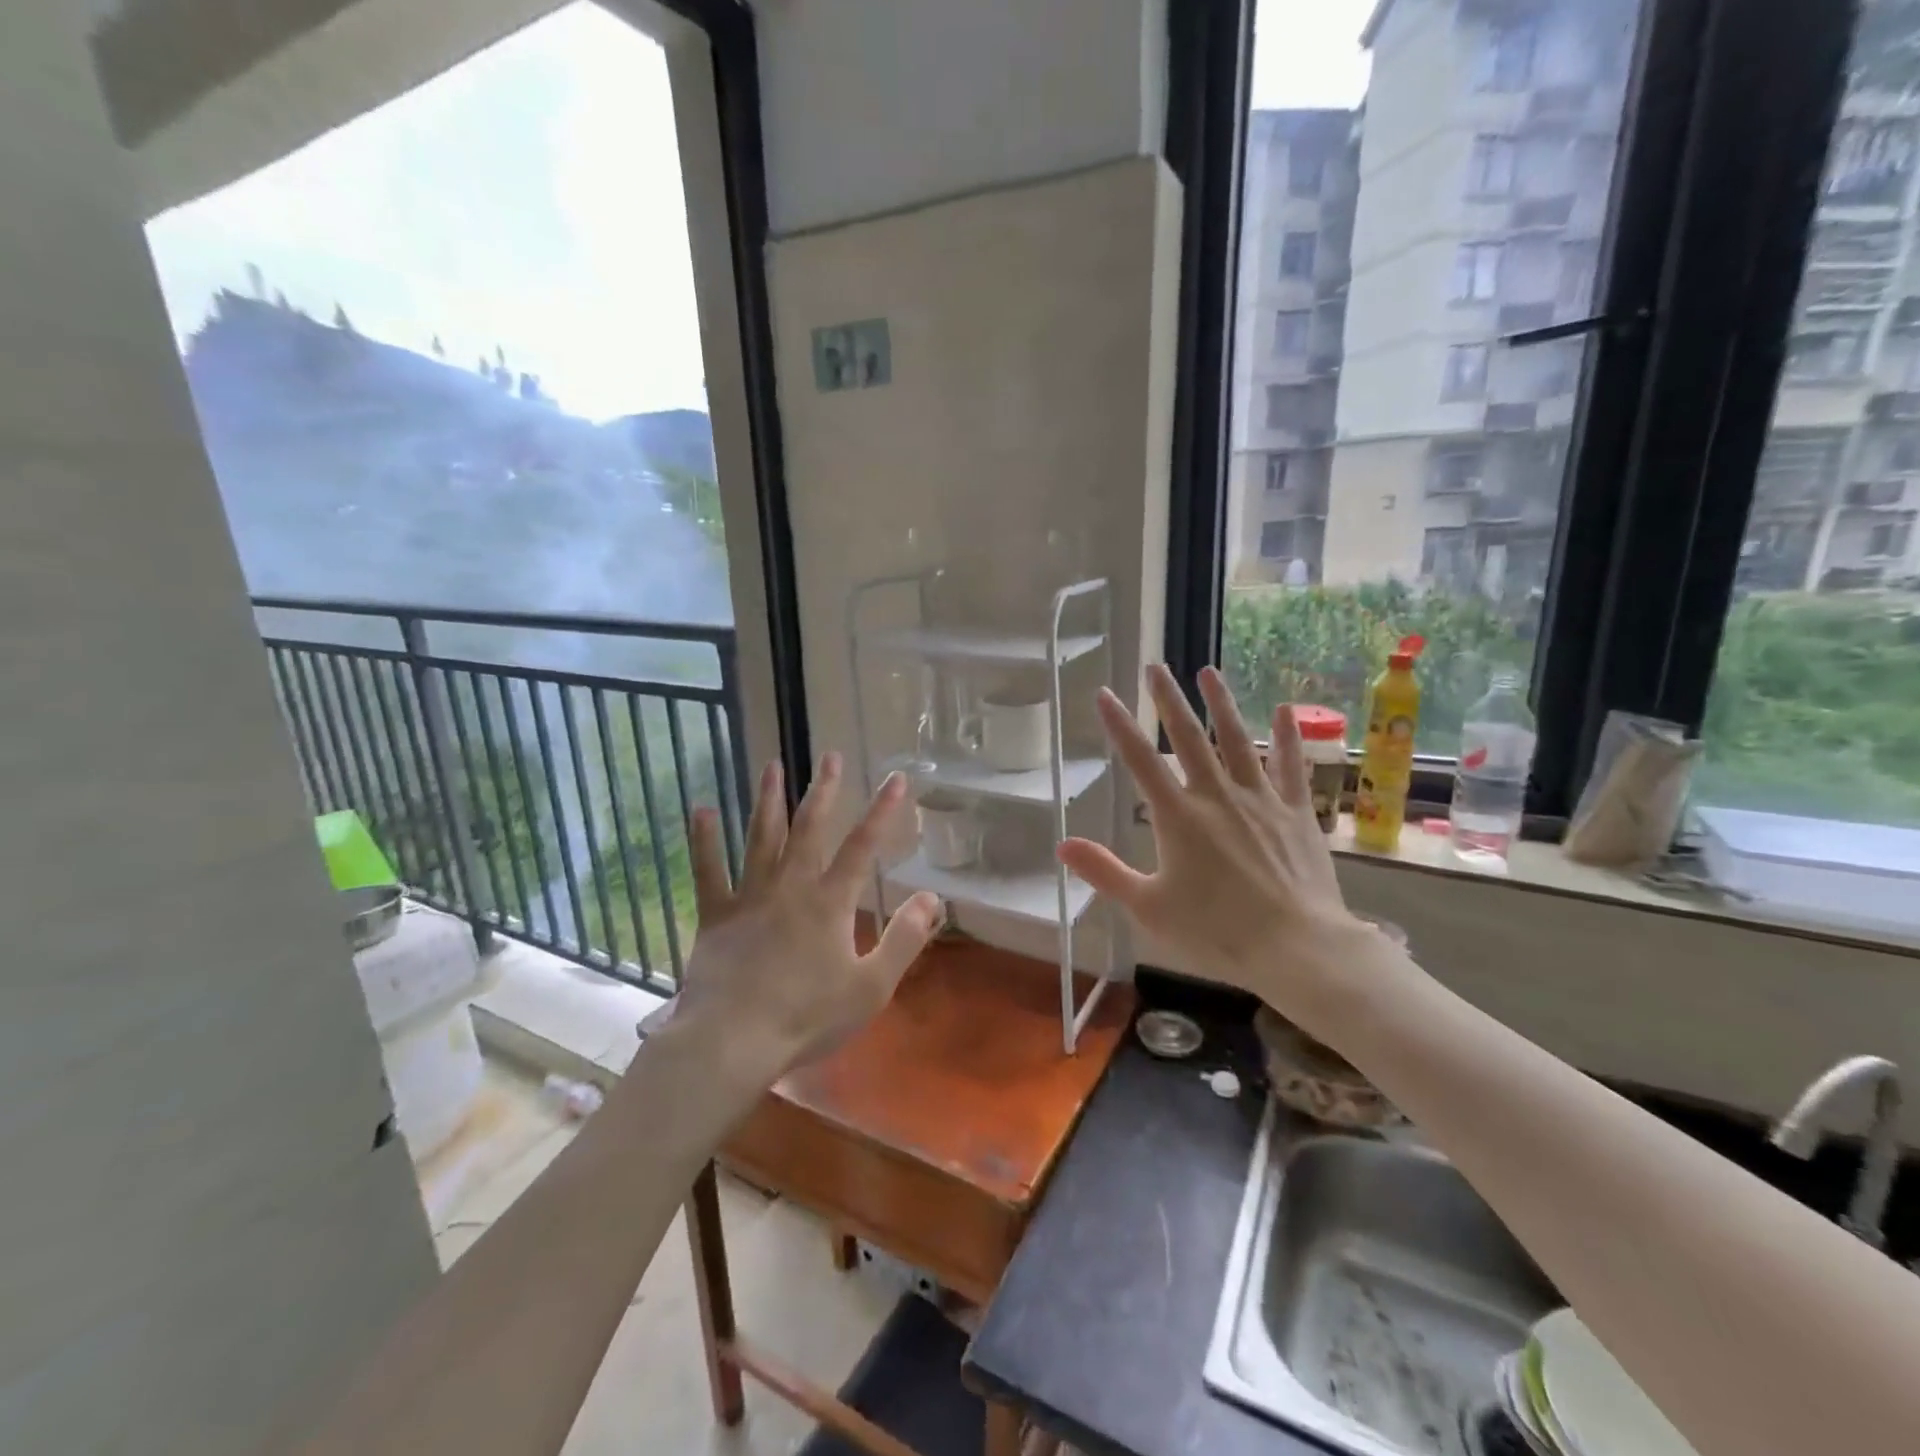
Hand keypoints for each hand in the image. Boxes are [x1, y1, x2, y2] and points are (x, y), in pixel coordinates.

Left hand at [676, 752, 940, 1077]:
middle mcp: (791, 887)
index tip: (896, 778)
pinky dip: (705, 841)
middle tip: (829, 756)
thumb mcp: (871, 986)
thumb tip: (932, 897)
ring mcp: (750, 897)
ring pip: (761, 838)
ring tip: (772, 766)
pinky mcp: (716, 915)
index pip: (863, 847)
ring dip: (768, 800)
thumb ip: (904, 939)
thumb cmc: (808, 1017)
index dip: (883, 811)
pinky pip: (709, 871)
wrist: (734, 1040)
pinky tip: (702, 810)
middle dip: (823, 791)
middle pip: (810, 829)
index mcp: (830, 903)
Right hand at [1059, 665, 1381, 1027]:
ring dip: (1221, 704)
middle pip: (1189, 738)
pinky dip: (1288, 736)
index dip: (1120, 725)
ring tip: (1208, 671)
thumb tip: (1062, 845)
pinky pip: (1290, 766)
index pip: (1141, 761)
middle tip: (1156, 667)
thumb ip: (1105, 872)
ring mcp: (1261, 800)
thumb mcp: (1148, 907)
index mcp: (1178, 817)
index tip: (1106, 693)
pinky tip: (1284, 709)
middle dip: (1169, 700)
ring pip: (1238, 740)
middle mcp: (1217, 796)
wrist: (1297, 947)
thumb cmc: (1216, 931)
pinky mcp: (1296, 812)